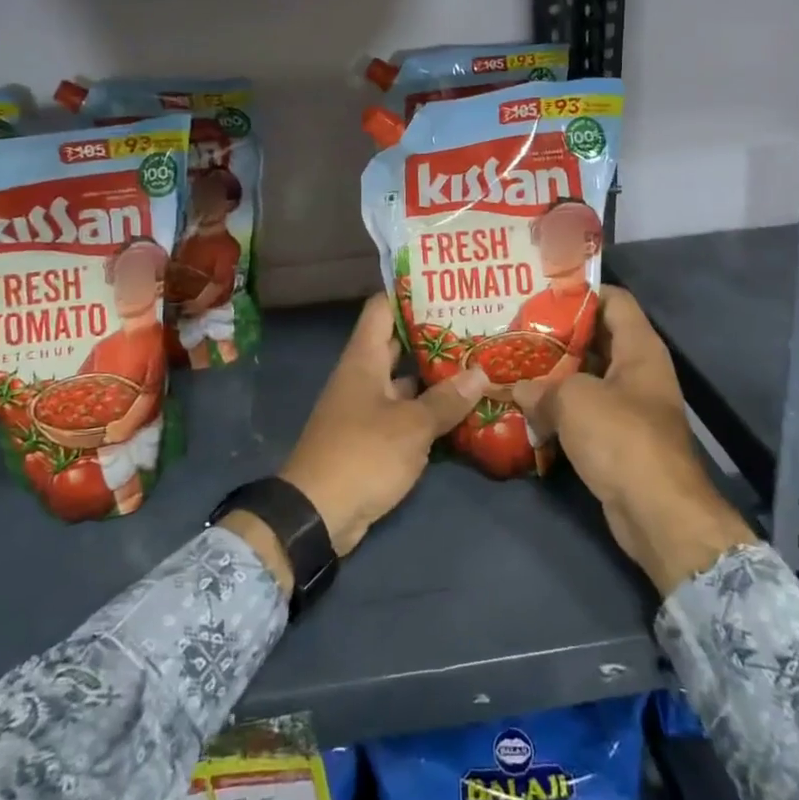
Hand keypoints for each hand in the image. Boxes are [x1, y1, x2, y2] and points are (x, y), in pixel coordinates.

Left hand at [231, 294, 489, 589]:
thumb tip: (480, 373)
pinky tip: (463, 406)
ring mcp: (367, 407)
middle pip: (399, 343)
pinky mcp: (374, 436)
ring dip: (436, 375)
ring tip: (479, 360)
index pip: (382, 308)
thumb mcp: (411, 426)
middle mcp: (363, 375)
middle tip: (476, 323)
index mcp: (363, 359)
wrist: (318, 514)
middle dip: (434, 335)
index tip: (445, 286)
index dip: (409, 293)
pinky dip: (429, 408)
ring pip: (406, 380)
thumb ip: (446, 400)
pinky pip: (406, 411)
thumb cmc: (362, 455)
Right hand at [514, 288, 756, 596]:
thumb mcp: (573, 400)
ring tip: (512, 365)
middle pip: (595, 338)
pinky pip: (584, 411)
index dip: (580, 292)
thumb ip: (541, 386)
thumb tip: (518, 389)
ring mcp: (629, 406)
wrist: (657, 512)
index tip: (540, 293)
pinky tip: (525, 407)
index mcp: (639, 348)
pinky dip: (558, 408)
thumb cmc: (621, 438)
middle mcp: (637, 370)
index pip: (614, 300)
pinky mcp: (617, 438)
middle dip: (556, 335)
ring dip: (553, 375)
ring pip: (586, 377)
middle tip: (515, 330)